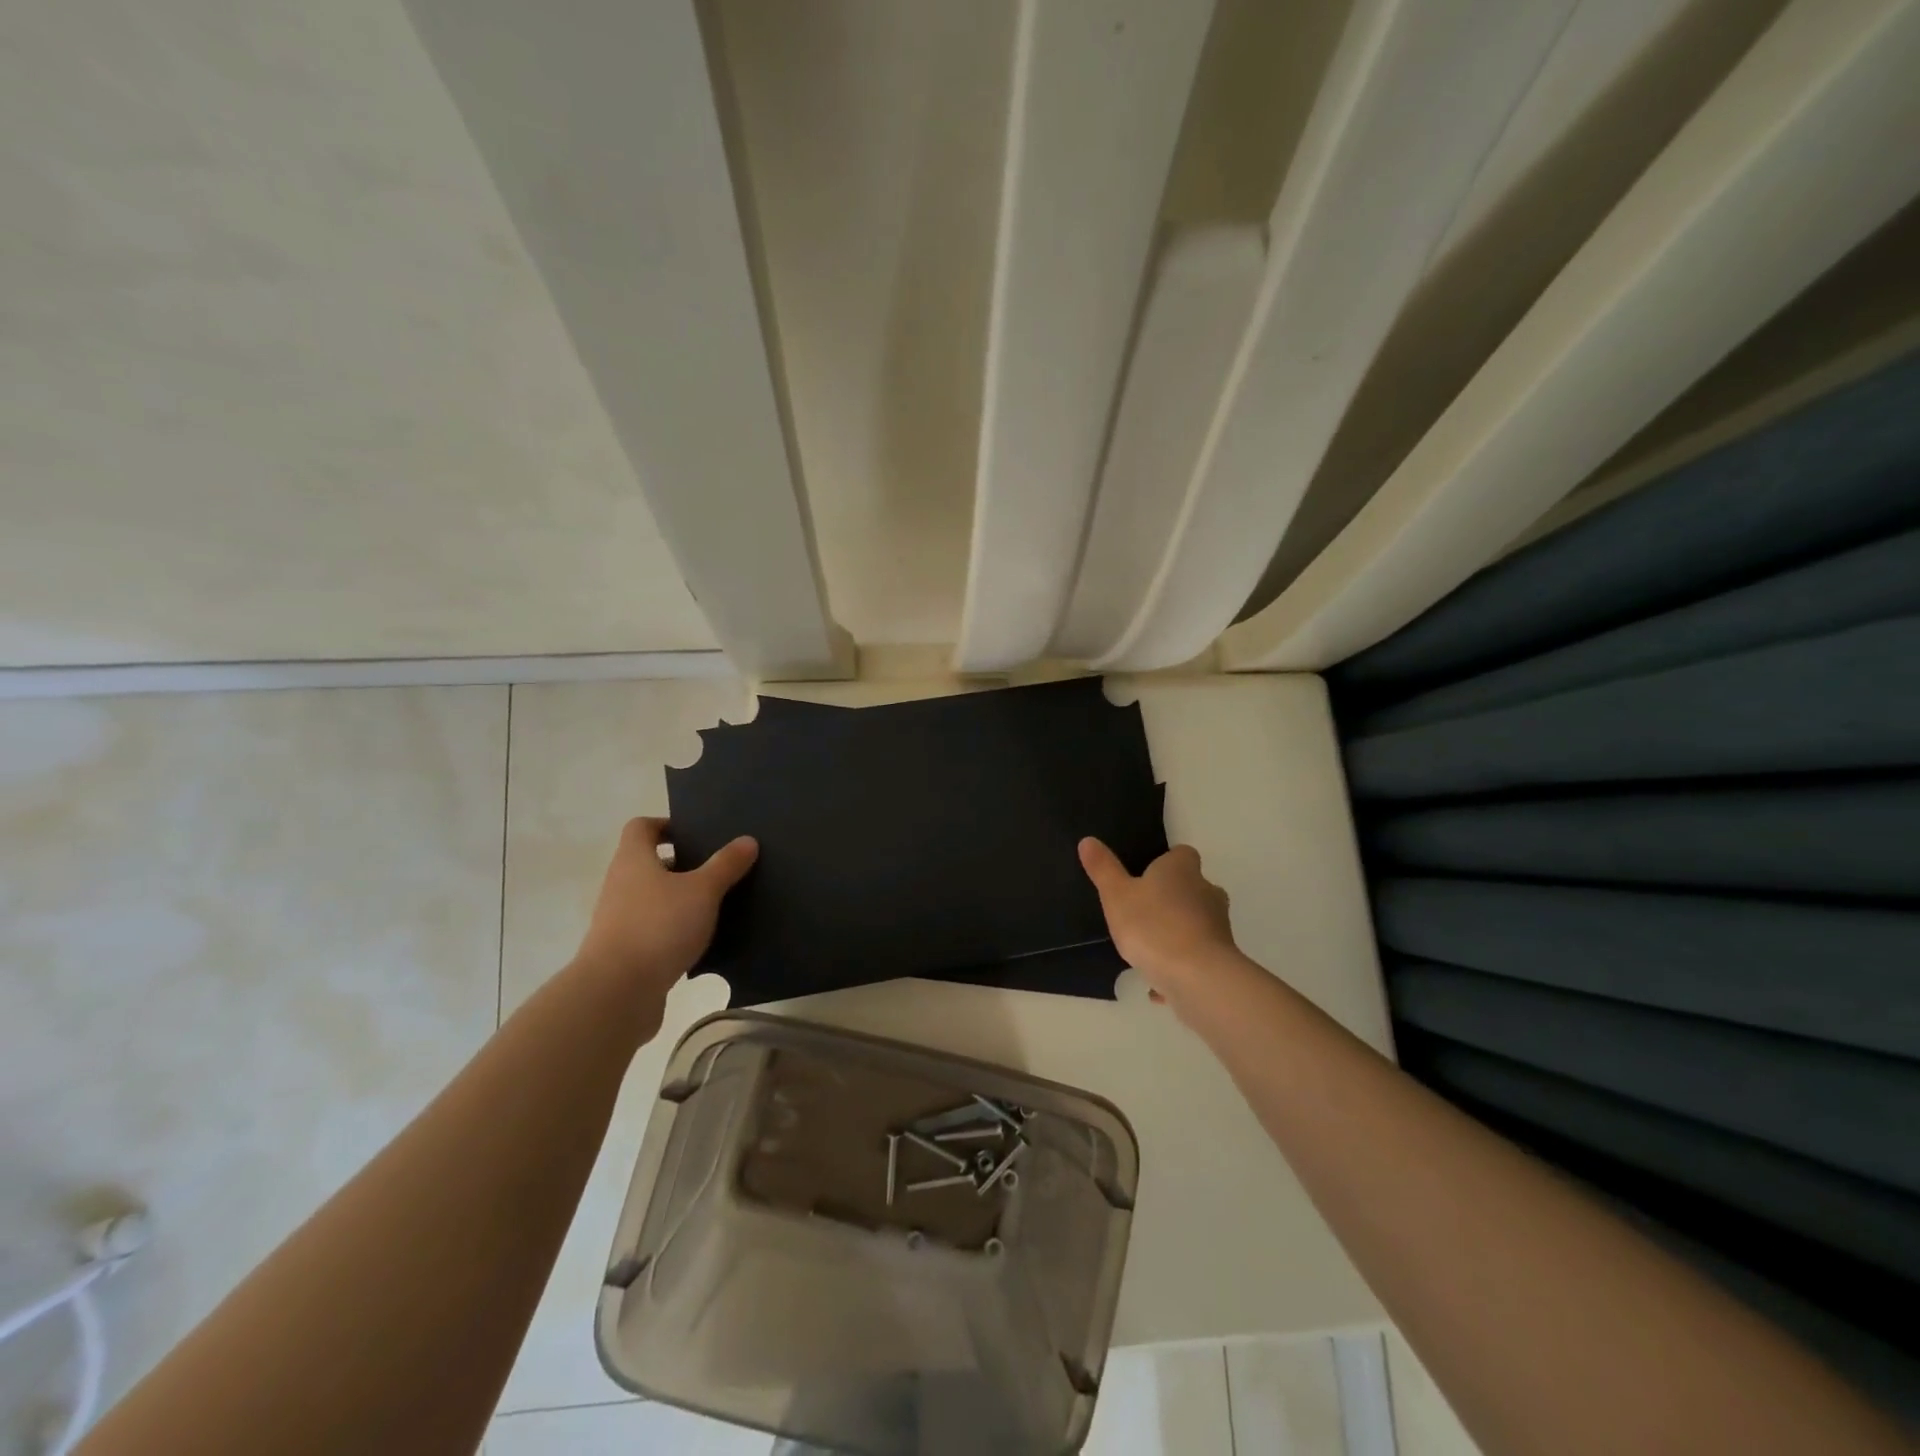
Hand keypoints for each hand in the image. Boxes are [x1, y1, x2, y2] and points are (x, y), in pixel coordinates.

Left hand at [573, 817, 757, 993]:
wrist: (616, 993)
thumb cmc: (659, 926)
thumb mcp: (702, 891)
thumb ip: (725, 865)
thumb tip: (747, 840)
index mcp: (633, 860)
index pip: (642, 827)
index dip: (667, 825)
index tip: (697, 834)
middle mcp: (620, 885)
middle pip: (650, 863)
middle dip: (683, 864)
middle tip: (718, 868)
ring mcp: (619, 920)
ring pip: (653, 898)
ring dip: (680, 899)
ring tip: (717, 905)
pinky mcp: (624, 952)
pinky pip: (654, 929)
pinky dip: (675, 930)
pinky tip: (701, 940)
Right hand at [1079, 838, 1238, 1008]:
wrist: (1197, 977)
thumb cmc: (1152, 925)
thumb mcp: (1116, 895)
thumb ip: (1103, 869)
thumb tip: (1088, 840)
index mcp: (1182, 870)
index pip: (1182, 854)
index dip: (1166, 862)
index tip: (1148, 875)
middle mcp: (1207, 892)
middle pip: (1193, 888)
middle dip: (1173, 899)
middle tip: (1144, 913)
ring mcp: (1218, 926)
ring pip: (1196, 923)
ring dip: (1177, 934)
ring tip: (1148, 952)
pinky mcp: (1221, 958)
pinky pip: (1197, 957)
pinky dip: (1181, 966)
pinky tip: (1159, 985)